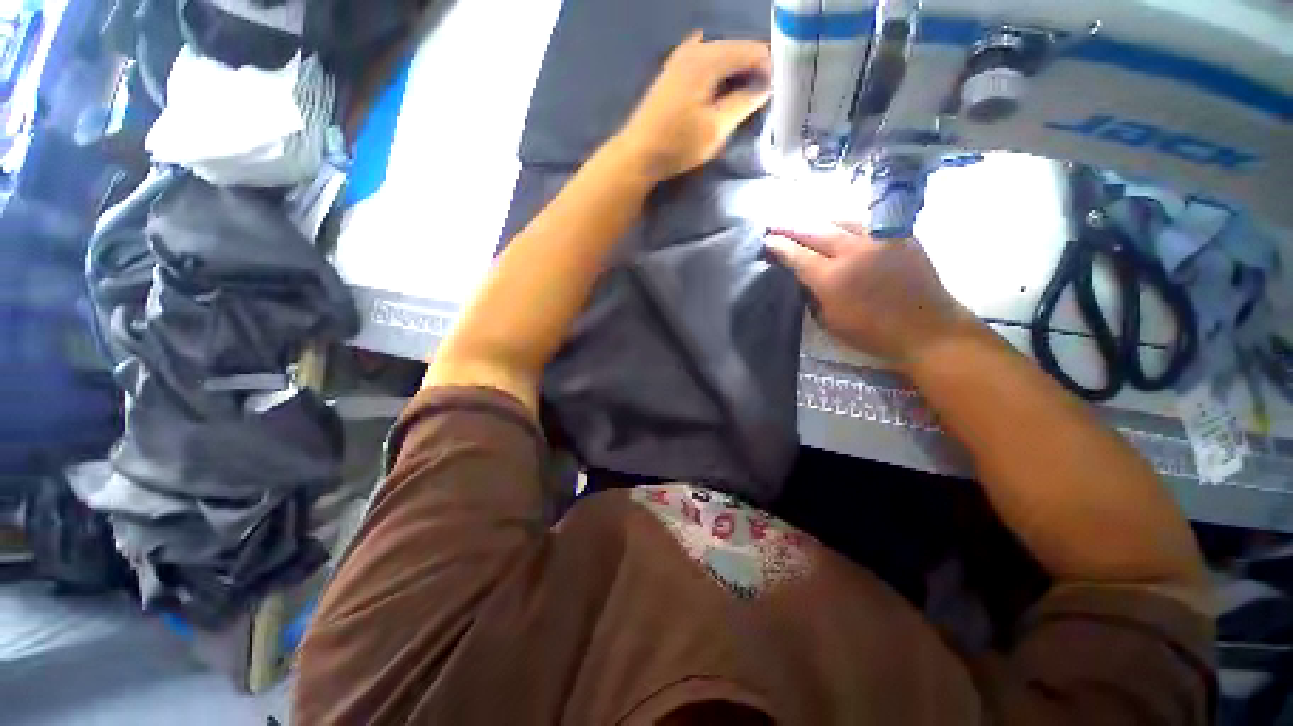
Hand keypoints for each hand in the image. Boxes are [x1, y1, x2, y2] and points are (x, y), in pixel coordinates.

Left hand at [613, 32, 771, 182]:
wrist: (638, 154)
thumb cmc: (678, 144)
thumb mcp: (716, 127)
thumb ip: (744, 102)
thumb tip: (766, 85)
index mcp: (708, 58)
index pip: (752, 50)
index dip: (770, 67)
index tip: (781, 90)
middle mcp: (695, 48)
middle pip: (737, 48)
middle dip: (755, 67)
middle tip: (768, 93)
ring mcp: (681, 57)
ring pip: (722, 54)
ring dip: (738, 70)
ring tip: (749, 94)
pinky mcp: (674, 71)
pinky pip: (707, 61)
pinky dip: (720, 72)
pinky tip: (723, 89)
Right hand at [766, 222, 979, 367]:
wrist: (926, 329)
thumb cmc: (872, 333)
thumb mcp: (830, 321)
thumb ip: (812, 295)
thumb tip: (800, 276)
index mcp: (832, 279)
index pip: (797, 255)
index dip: (779, 246)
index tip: (766, 240)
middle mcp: (853, 252)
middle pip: (815, 231)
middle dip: (791, 226)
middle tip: (775, 223)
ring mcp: (879, 239)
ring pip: (840, 220)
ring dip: (817, 221)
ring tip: (803, 222)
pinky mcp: (899, 235)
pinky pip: (865, 222)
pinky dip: (845, 223)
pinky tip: (837, 226)